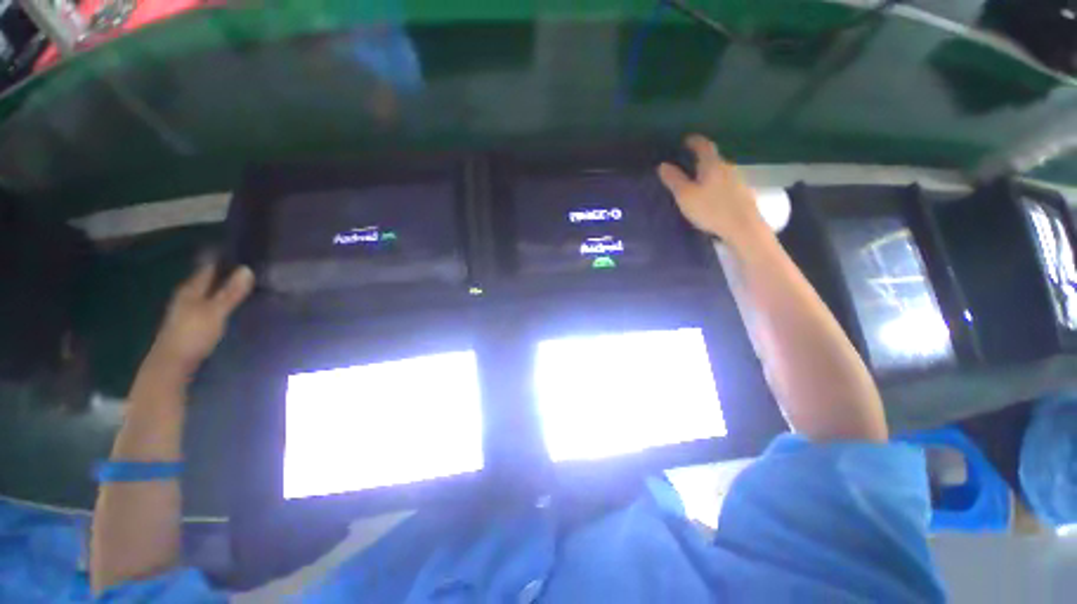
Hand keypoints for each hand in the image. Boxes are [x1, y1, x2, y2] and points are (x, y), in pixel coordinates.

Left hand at [147, 261, 254, 379]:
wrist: (171, 365)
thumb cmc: (192, 334)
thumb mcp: (215, 312)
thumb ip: (230, 292)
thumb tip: (247, 269)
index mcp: (190, 290)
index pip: (206, 269)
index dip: (219, 260)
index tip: (237, 252)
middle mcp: (186, 298)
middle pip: (205, 282)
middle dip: (221, 274)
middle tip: (244, 267)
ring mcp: (186, 313)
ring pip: (206, 295)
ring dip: (220, 289)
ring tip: (241, 285)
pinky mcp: (191, 326)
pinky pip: (207, 307)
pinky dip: (218, 303)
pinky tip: (229, 306)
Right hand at [658, 134, 767, 246]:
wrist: (743, 228)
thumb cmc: (711, 209)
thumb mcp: (686, 196)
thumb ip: (674, 180)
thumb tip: (663, 165)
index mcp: (712, 165)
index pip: (703, 145)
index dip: (693, 141)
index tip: (685, 140)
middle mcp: (727, 167)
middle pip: (712, 158)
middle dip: (699, 159)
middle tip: (686, 164)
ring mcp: (737, 180)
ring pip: (719, 172)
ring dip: (708, 173)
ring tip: (696, 182)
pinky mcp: (742, 194)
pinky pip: (725, 183)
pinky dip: (715, 184)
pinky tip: (710, 196)